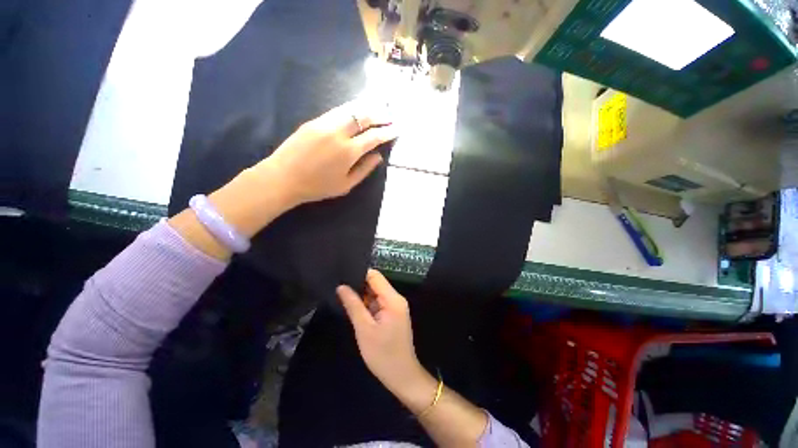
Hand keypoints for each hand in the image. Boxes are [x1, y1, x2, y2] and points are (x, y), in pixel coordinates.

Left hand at [260, 100, 397, 207]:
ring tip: (377, 110)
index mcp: (348, 152)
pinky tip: (356, 113)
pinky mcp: (314, 121)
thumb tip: (378, 156)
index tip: (396, 129)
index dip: (387, 132)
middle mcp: (338, 132)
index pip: (373, 137)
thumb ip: (364, 169)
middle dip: (380, 115)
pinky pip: (337, 111)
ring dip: (366, 109)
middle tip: (390, 116)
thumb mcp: (346, 185)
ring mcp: (324, 123)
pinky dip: (351, 110)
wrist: (283, 178)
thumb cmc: (317, 187)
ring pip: (351, 110)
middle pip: (364, 117)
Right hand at [337, 270, 425, 393]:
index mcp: (393, 298)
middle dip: (358, 285)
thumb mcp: (364, 329)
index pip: (375, 276)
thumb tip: (341, 286)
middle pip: (375, 284)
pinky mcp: (392, 315)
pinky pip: (378, 303)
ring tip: (342, 296)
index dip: (359, 274)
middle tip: (338, 287)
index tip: (342, 275)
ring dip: (362, 296)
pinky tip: (353, 307)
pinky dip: (367, 305)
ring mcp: (395, 307)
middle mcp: (396, 298)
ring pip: (375, 294)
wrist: (402, 377)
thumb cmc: (383, 354)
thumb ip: (353, 305)